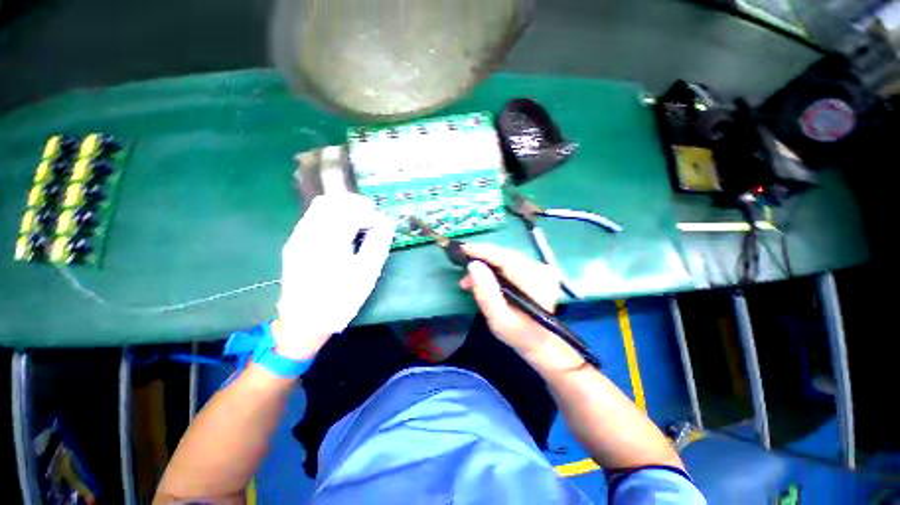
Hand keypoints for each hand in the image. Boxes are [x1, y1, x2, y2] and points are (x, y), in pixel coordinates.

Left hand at [275, 194, 394, 359]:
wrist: (304, 322)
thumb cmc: (341, 299)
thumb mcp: (367, 272)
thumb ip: (378, 242)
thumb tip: (386, 220)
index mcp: (329, 239)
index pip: (347, 209)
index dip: (366, 209)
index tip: (379, 219)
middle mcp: (308, 233)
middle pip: (329, 202)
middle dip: (352, 203)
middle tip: (369, 216)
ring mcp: (297, 238)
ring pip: (318, 208)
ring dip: (340, 209)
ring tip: (357, 223)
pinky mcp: (294, 245)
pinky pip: (312, 219)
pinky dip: (329, 217)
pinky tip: (341, 233)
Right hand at [459, 243, 564, 356]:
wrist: (542, 343)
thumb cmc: (519, 335)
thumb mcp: (498, 320)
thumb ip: (486, 293)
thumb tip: (473, 265)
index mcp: (536, 284)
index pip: (506, 259)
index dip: (482, 251)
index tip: (462, 248)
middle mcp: (542, 271)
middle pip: (506, 256)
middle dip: (481, 259)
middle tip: (463, 272)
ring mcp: (542, 269)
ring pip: (507, 257)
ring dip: (486, 264)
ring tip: (469, 280)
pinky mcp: (538, 270)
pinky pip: (512, 261)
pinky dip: (495, 266)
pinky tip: (485, 277)